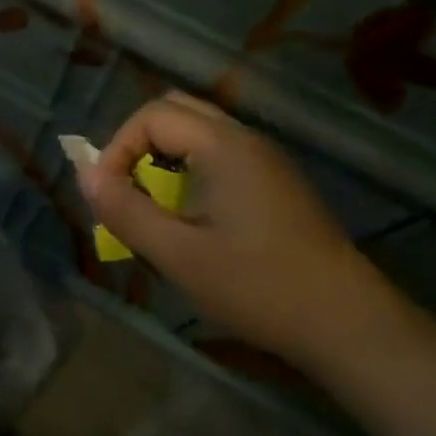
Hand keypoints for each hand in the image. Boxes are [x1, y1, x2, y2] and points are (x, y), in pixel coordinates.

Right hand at [78, 92, 394, 367]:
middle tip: (126, 189)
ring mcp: (266, 160)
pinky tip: (193, 217)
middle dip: (138, 144)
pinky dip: (190, 169)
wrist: (349, 324)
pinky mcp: (277, 183)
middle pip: (176, 111)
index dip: (117, 148)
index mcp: (223, 145)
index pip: (152, 115)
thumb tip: (85, 176)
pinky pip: (220, 155)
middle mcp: (246, 139)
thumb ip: (125, 211)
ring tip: (153, 205)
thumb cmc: (258, 286)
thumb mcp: (179, 255)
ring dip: (164, 157)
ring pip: (199, 132)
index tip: (108, 195)